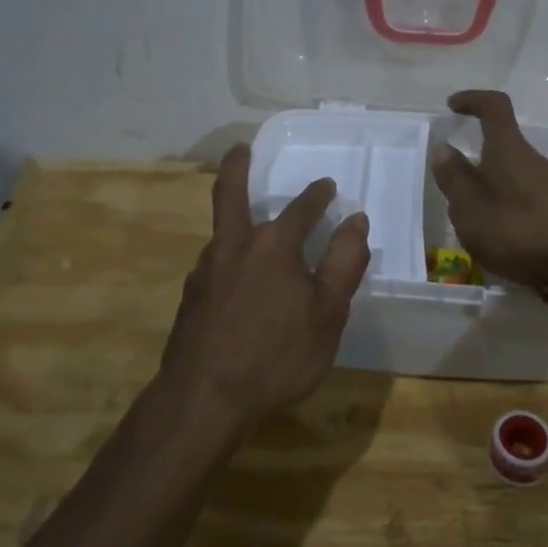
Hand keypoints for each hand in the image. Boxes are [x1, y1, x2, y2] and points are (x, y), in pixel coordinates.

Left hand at [160, 144, 371, 436]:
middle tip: (240, 148)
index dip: (317, 196)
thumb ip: (344, 264)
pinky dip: (230, 257)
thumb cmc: (276, 356)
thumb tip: (356, 221)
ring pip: (223, 233)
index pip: (301, 209)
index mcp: (274, 246)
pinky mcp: (191, 296)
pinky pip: (216, 264)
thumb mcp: (327, 314)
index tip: (327, 186)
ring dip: (236, 220)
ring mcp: (206, 270)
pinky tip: (238, 280)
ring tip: (252, 226)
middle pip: (230, 194)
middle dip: (236, 167)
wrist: (203, 399)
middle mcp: (235, 246)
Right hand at [429, 90, 547, 309]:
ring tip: (479, 226)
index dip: (473, 100)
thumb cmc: (520, 231)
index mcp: (509, 150)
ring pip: (517, 178)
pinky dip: (514, 213)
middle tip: (457, 191)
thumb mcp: (471, 209)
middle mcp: (536, 159)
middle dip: (479, 163)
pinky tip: (507, 243)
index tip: (453, 106)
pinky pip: (532, 202)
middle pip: (504, 148)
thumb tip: (443, 148)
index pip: (494, 107)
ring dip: (496, 192)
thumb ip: (454, 179)